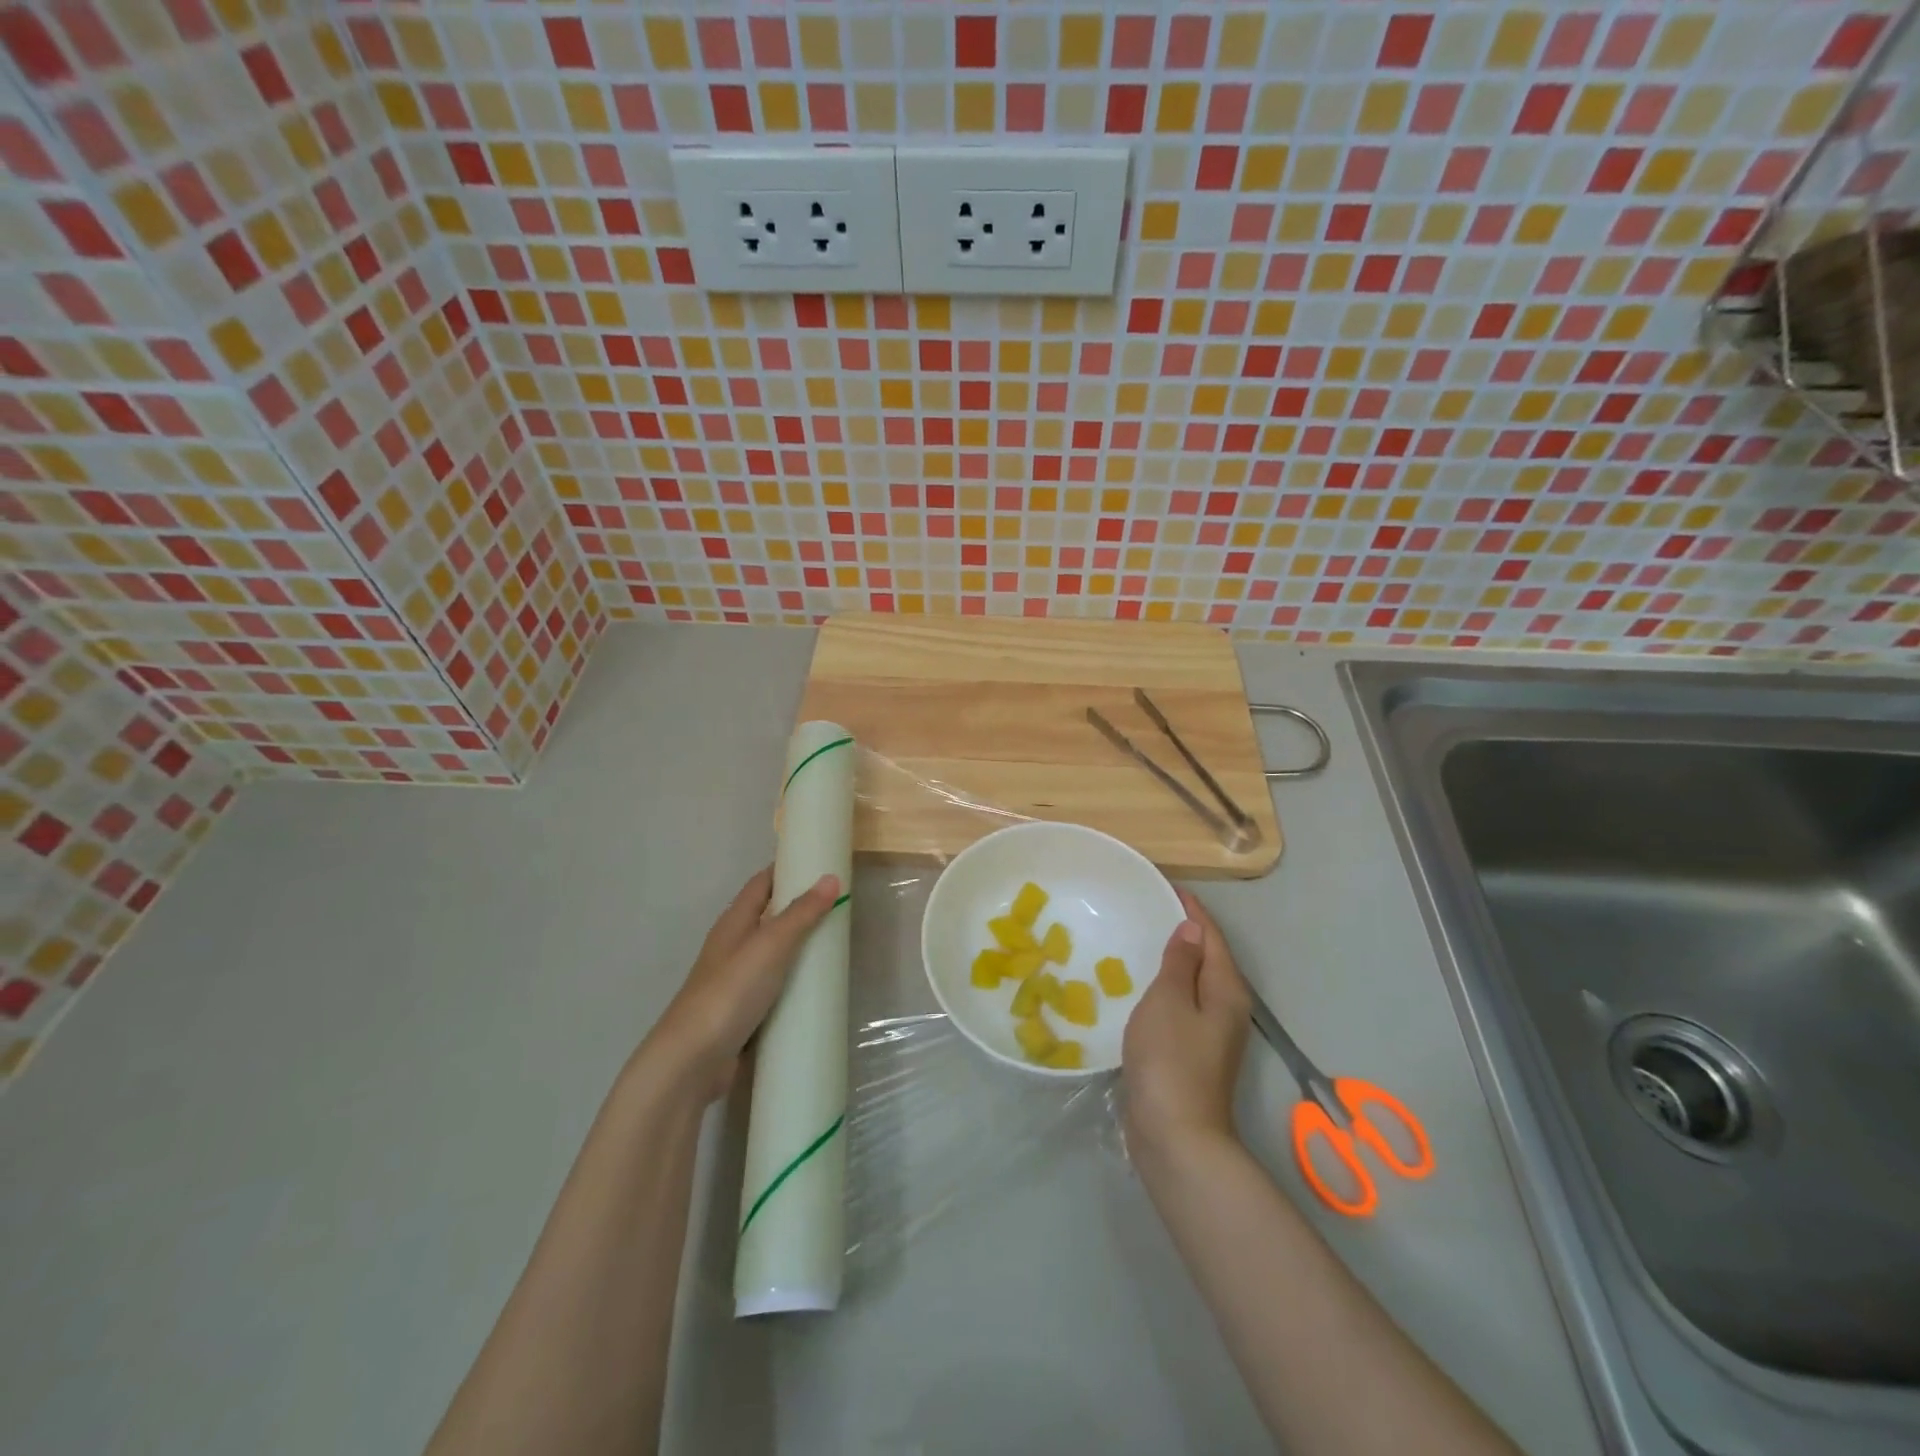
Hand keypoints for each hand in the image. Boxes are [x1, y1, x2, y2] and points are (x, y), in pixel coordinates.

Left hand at [639, 867, 841, 1101]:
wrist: (692, 1061)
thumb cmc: (730, 992)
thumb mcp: (770, 945)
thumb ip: (801, 913)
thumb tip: (831, 878)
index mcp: (734, 923)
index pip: (762, 883)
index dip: (786, 869)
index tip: (819, 862)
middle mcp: (733, 947)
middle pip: (769, 918)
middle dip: (801, 909)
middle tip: (841, 904)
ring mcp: (737, 982)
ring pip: (774, 954)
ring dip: (800, 948)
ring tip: (838, 944)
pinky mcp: (744, 1013)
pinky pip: (776, 988)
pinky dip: (795, 983)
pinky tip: (818, 990)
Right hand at [1121, 889, 1251, 1159]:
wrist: (1175, 1135)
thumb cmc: (1170, 1059)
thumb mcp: (1169, 1000)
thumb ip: (1180, 963)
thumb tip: (1192, 930)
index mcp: (1226, 990)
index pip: (1211, 938)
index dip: (1193, 911)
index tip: (1169, 887)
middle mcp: (1227, 1008)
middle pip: (1209, 959)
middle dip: (1185, 933)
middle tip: (1152, 908)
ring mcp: (1212, 1034)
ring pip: (1195, 983)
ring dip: (1175, 960)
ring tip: (1144, 939)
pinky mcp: (1193, 1053)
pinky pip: (1182, 1005)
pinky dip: (1167, 987)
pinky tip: (1142, 987)